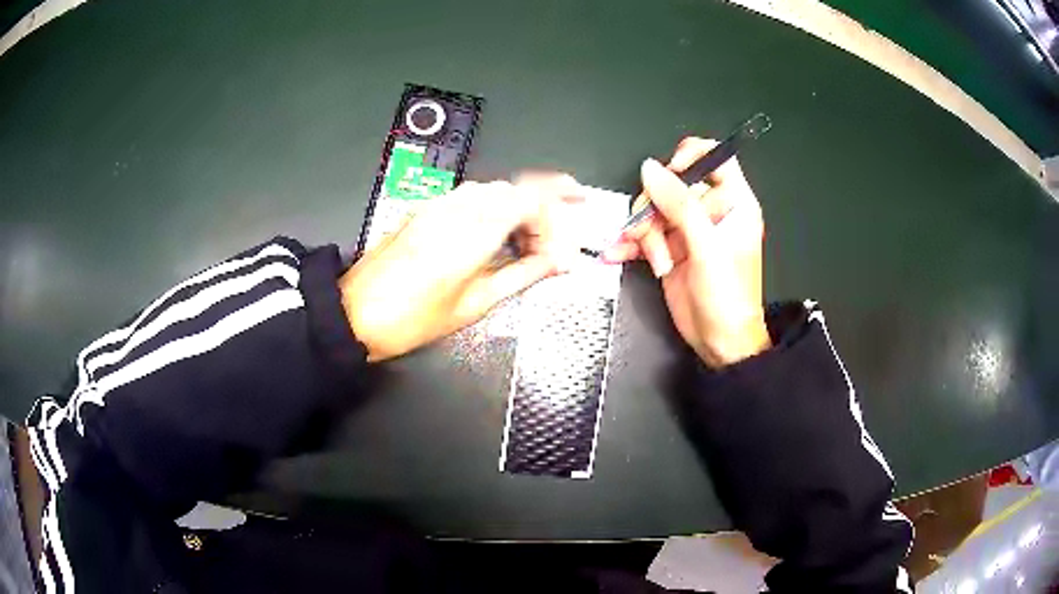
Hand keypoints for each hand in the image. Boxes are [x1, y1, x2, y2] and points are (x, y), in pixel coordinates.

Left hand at [340, 175, 583, 361]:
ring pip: (494, 190)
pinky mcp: (426, 210)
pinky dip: (496, 208)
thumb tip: (558, 263)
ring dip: (520, 207)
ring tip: (531, 240)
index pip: (530, 198)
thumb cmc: (413, 319)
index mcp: (473, 233)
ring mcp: (439, 205)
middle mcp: (458, 208)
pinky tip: (498, 234)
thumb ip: (521, 276)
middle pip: (515, 189)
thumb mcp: (473, 305)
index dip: (559, 209)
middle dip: (545, 207)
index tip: (570, 237)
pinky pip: (472, 196)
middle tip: (558, 238)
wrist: (355, 312)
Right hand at [603, 138, 769, 367]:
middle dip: (657, 208)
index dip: (691, 157)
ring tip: (658, 261)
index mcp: (733, 202)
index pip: (715, 158)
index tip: (670, 175)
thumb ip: (680, 205)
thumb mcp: (707, 247)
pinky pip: (643, 234)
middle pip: (673, 183)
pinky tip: (617, 254)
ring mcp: (688, 229)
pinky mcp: (669, 248)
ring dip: (645, 233)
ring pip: (653, 208)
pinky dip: (630, 244)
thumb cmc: (727, 296)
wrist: (718, 342)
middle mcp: (710, 211)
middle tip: (658, 234)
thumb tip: (650, 169)